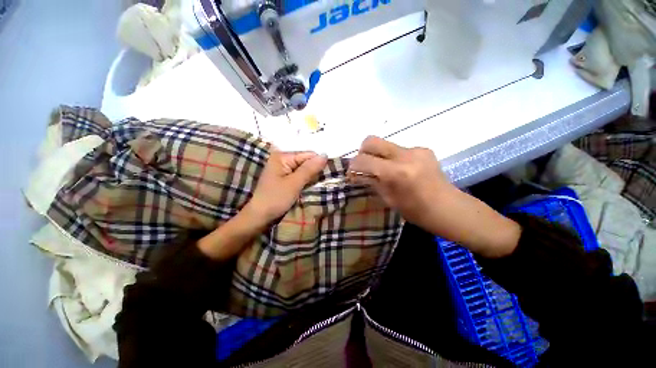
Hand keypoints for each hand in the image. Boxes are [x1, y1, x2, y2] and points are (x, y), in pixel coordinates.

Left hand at [248, 150, 327, 223]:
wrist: (260, 216)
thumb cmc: (276, 198)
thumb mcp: (294, 183)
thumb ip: (309, 169)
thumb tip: (325, 155)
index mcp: (282, 156)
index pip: (307, 155)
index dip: (318, 163)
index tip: (327, 174)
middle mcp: (282, 159)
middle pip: (305, 161)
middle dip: (314, 170)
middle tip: (323, 181)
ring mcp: (283, 169)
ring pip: (303, 169)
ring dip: (311, 177)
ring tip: (317, 185)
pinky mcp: (284, 178)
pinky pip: (299, 175)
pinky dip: (305, 181)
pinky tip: (309, 186)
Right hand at [348, 136, 453, 225]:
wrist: (448, 208)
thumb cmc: (416, 211)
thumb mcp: (388, 199)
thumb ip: (371, 182)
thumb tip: (355, 174)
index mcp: (395, 172)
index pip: (363, 160)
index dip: (353, 165)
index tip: (351, 172)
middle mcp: (405, 155)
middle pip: (372, 140)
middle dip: (362, 151)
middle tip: (364, 165)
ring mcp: (416, 150)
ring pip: (385, 144)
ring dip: (378, 155)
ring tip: (384, 170)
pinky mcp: (423, 149)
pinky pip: (399, 149)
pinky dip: (393, 157)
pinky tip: (401, 170)